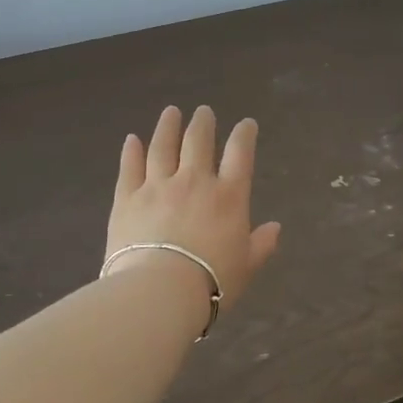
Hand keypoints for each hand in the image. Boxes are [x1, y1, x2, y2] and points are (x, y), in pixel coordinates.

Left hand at [105, 105, 281, 309]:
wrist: (159, 291)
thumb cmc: (212, 281)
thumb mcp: (247, 266)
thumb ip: (261, 244)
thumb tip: (275, 227)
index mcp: (229, 196)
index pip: (240, 154)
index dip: (244, 135)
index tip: (246, 123)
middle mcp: (194, 181)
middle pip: (198, 142)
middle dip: (203, 123)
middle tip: (203, 111)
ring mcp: (157, 186)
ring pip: (163, 147)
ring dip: (168, 127)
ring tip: (171, 112)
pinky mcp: (127, 199)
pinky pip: (129, 168)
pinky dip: (131, 151)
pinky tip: (132, 139)